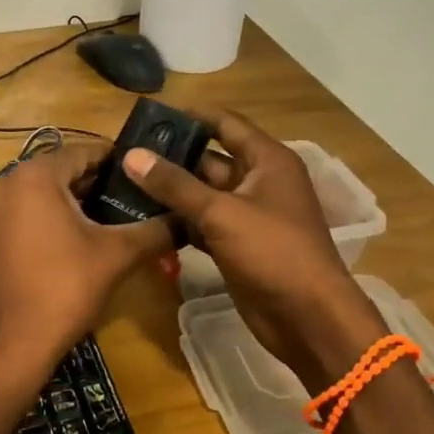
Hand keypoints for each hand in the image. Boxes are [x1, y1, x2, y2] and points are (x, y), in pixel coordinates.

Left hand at [0, 142, 174, 392]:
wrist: (11, 344)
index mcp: (33, 176)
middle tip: (136, 196)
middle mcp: (4, 183)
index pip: (83, 151)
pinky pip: (24, 211)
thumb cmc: (64, 289)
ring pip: (41, 192)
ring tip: (115, 216)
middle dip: (97, 182)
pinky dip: (51, 216)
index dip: (117, 160)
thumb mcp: (117, 255)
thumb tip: (188, 218)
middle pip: (60, 171)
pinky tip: (80, 236)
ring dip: (75, 200)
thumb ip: (155, 230)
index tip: (146, 171)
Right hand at [122, 112, 388, 392]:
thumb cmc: (273, 252)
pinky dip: (178, 220)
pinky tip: (143, 218)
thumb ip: (175, 184)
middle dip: (172, 156)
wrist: (308, 318)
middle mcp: (258, 181)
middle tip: (126, 152)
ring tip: (125, 181)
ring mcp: (248, 215)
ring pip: (203, 193)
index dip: (191, 116)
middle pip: (210, 159)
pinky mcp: (237, 244)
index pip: (225, 123)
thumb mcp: (221, 213)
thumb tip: (132, 155)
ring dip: (171, 190)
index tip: (150, 115)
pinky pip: (203, 223)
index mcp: (267, 160)